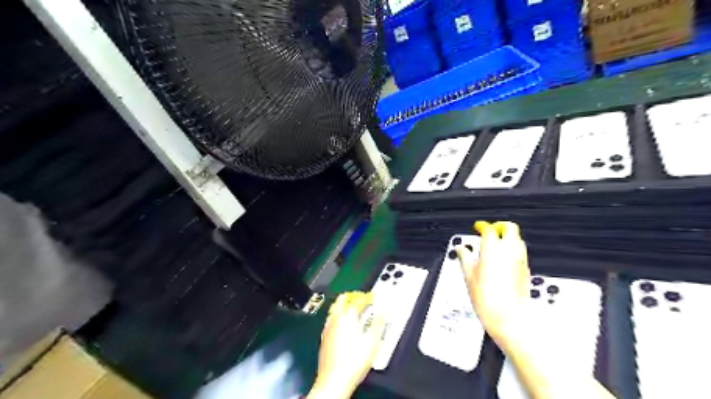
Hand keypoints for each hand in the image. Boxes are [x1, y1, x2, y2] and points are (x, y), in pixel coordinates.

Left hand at [309, 290, 386, 398]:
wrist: (334, 380)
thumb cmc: (353, 361)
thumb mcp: (372, 342)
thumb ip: (378, 325)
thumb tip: (382, 315)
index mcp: (347, 317)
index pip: (356, 301)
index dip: (365, 298)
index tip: (372, 298)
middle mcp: (335, 320)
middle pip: (341, 301)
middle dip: (351, 297)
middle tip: (360, 299)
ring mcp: (328, 329)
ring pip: (334, 310)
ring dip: (343, 306)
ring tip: (352, 310)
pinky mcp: (324, 339)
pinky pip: (331, 321)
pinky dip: (338, 318)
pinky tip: (342, 325)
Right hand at [459, 222, 529, 347]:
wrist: (509, 318)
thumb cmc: (489, 300)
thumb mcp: (468, 276)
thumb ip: (464, 257)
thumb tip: (460, 249)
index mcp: (493, 249)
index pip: (489, 228)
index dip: (482, 226)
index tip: (477, 227)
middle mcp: (510, 251)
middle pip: (509, 228)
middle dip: (499, 226)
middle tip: (489, 231)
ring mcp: (520, 260)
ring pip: (517, 238)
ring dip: (507, 236)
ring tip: (495, 244)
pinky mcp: (525, 269)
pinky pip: (520, 251)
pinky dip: (512, 249)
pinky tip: (502, 258)